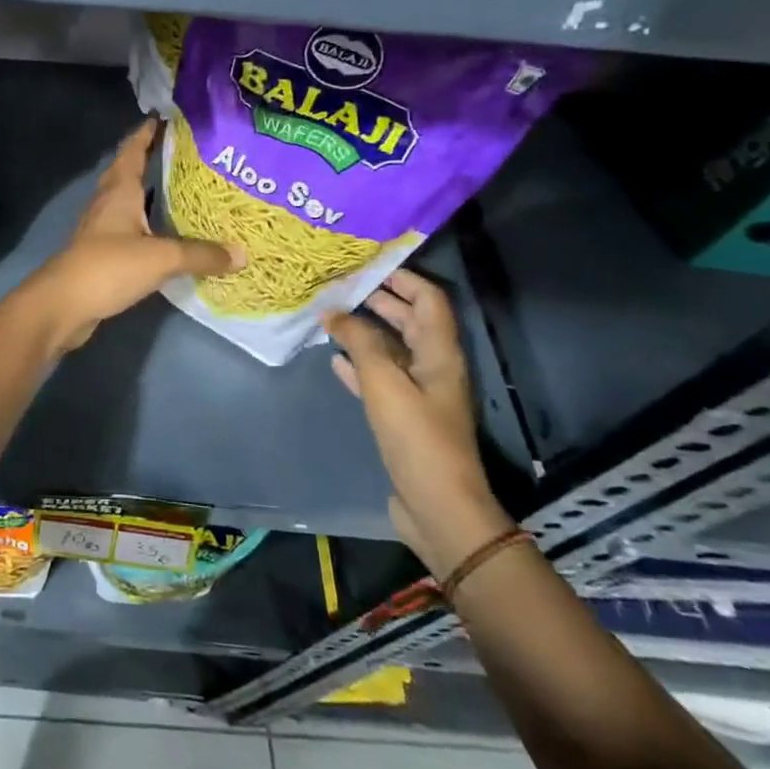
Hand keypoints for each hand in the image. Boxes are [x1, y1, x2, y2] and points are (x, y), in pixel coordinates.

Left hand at [20, 118, 242, 352]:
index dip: (148, 133)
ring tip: (182, 189)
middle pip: (128, 172)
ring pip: (128, 201)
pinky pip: (128, 228)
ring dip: (149, 193)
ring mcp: (101, 228)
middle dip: (151, 159)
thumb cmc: (109, 267)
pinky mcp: (101, 252)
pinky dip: (146, 224)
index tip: (167, 118)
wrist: (63, 305)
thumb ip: (201, 254)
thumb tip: (242, 254)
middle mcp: (108, 202)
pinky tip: (165, 234)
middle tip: (186, 154)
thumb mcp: (161, 258)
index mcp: (119, 191)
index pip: (133, 150)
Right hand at [324, 270, 512, 577]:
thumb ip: (360, 343)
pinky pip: (379, 379)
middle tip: (339, 285)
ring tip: (330, 316)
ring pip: (391, 350)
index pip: (428, 299)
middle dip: (379, 300)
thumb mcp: (385, 383)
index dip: (403, 277)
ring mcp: (419, 394)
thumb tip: (334, 313)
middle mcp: (433, 367)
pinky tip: (334, 359)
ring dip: (365, 331)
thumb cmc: (417, 437)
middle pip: (409, 321)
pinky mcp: (403, 417)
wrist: (438, 506)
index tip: (367, 263)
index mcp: (439, 353)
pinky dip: (359, 365)